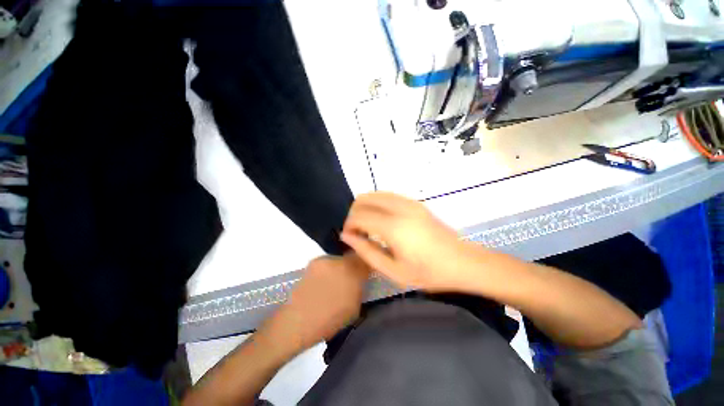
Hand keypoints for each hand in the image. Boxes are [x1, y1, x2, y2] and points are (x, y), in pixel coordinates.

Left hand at [263, 253, 370, 353]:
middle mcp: (341, 262)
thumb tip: (361, 278)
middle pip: (354, 256)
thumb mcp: (354, 307)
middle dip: (356, 265)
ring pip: (341, 259)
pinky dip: (331, 268)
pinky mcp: (314, 261)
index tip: (367, 272)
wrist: (297, 321)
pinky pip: (329, 262)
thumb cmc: (330, 320)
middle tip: (353, 277)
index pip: (367, 260)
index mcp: (353, 274)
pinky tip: (325, 281)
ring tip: (337, 280)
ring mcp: (326, 260)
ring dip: (343, 266)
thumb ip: (360, 288)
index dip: (368, 265)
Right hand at [341, 192, 468, 291]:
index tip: (349, 237)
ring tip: (368, 226)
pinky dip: (377, 204)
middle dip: (354, 213)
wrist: (463, 262)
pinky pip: (388, 195)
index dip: (348, 225)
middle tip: (358, 232)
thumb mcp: (393, 271)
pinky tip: (382, 220)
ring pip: (375, 193)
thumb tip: (346, 236)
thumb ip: (366, 251)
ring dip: (366, 207)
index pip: (358, 216)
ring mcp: (408, 202)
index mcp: (393, 226)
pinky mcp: (415, 202)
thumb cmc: (428, 272)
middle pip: (364, 199)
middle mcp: (399, 208)